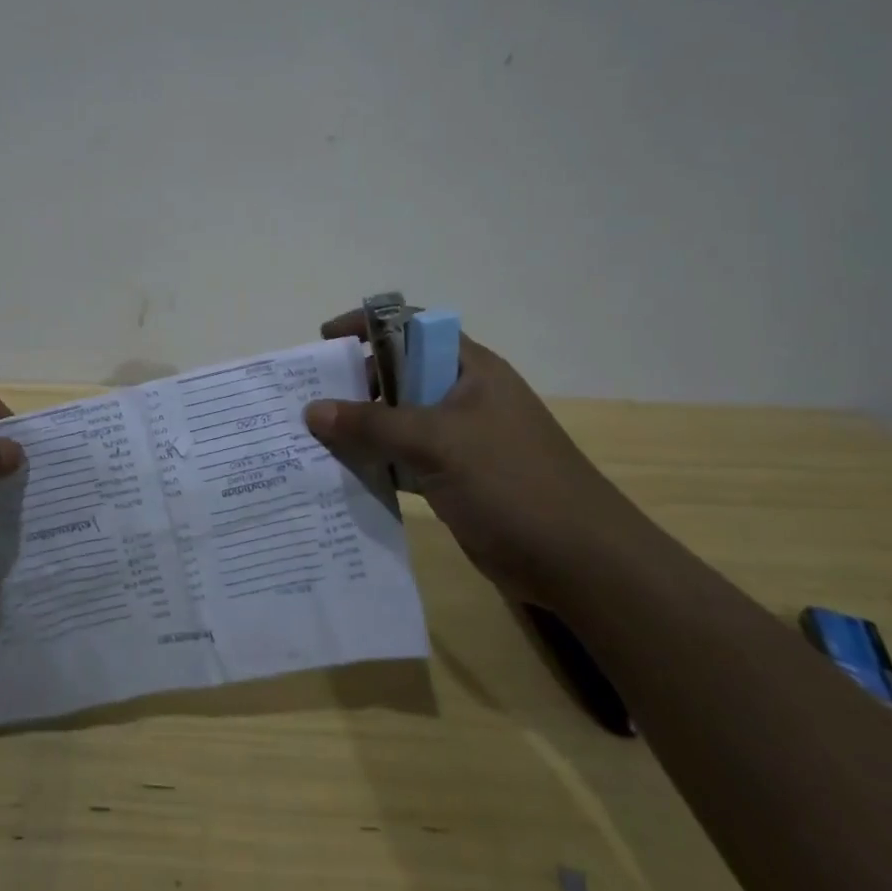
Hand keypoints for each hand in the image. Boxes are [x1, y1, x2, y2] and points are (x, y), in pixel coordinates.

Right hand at [304, 313, 654, 608]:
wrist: (581, 563)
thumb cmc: (511, 483)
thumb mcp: (436, 443)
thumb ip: (371, 424)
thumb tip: (311, 410)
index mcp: (469, 369)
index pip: (410, 328)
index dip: (367, 327)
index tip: (324, 339)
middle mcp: (462, 396)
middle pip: (398, 374)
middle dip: (354, 383)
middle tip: (310, 400)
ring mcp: (459, 439)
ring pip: (397, 420)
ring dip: (360, 427)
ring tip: (313, 437)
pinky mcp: (454, 477)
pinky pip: (403, 458)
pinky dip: (374, 461)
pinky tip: (342, 473)